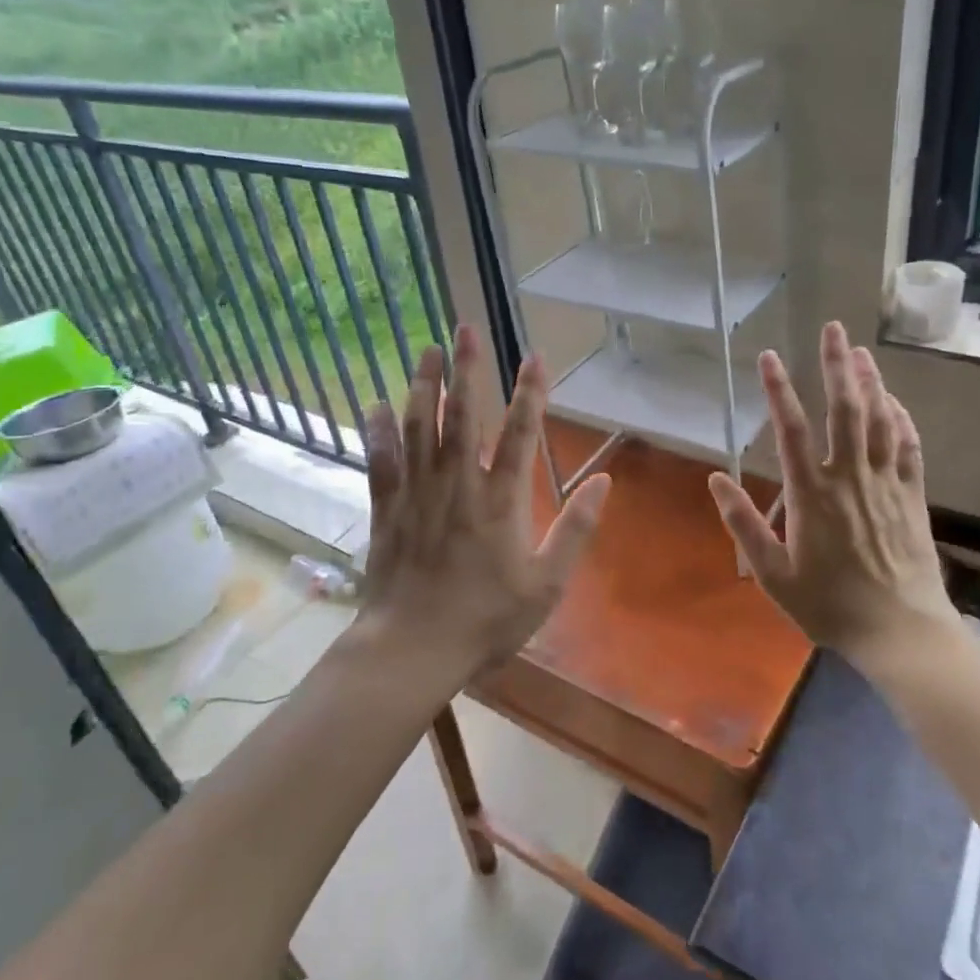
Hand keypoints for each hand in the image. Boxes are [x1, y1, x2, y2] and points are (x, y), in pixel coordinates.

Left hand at [360, 324, 610, 673]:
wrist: (412, 650)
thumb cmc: (486, 620)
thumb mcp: (547, 584)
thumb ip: (576, 530)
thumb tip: (603, 482)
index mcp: (500, 501)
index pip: (519, 434)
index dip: (529, 393)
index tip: (534, 356)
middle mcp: (458, 485)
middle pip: (462, 416)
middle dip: (467, 370)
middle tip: (465, 329)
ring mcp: (417, 494)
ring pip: (419, 428)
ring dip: (424, 386)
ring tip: (427, 350)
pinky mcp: (387, 510)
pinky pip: (381, 462)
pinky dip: (378, 431)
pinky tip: (376, 404)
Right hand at [710, 322, 952, 666]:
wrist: (899, 631)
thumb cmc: (829, 605)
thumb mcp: (773, 574)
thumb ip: (743, 524)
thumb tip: (715, 480)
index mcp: (811, 494)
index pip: (790, 430)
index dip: (778, 390)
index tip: (769, 356)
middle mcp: (849, 477)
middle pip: (844, 410)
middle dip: (837, 366)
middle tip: (834, 329)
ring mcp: (885, 483)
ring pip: (880, 420)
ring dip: (870, 382)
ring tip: (861, 352)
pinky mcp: (911, 496)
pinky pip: (908, 447)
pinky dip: (901, 418)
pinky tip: (894, 401)